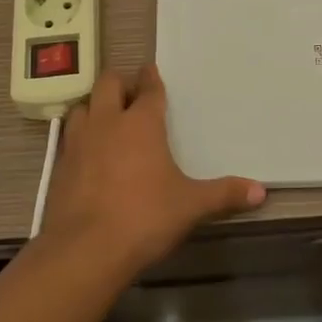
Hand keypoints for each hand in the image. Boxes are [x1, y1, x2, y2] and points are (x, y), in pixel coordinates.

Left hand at [38, 65, 265, 275]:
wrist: (85, 250)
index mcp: (141, 123)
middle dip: (120, 83)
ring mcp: (79, 142)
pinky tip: (88, 154)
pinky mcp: (60, 165)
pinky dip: (79, 136)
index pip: (148, 89)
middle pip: (108, 84)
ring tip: (107, 118)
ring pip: (82, 106)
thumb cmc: (144, 217)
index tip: (152, 71)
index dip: (151, 78)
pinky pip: (69, 137)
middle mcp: (107, 123)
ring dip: (95, 107)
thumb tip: (261, 191)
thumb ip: (224, 194)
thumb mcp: (190, 206)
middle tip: (131, 94)